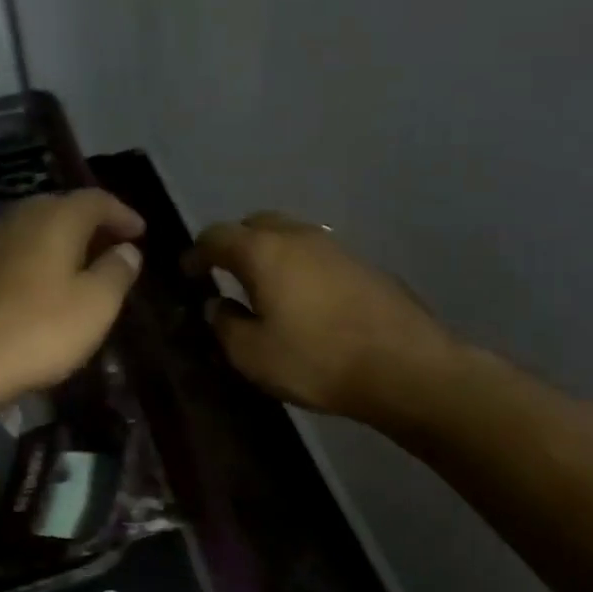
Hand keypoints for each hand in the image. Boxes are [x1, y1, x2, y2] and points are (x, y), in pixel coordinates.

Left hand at [0, 189, 145, 414]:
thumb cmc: (36, 331)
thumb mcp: (94, 306)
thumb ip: (116, 273)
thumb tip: (127, 250)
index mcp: (54, 218)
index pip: (96, 200)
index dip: (122, 214)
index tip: (140, 232)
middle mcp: (16, 218)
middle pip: (59, 209)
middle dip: (88, 225)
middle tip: (110, 248)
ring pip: (29, 231)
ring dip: (56, 244)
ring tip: (75, 269)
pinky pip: (7, 255)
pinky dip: (30, 262)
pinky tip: (33, 290)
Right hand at [184, 212, 451, 420]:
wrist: (404, 366)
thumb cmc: (317, 360)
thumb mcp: (253, 354)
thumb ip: (226, 324)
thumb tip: (217, 305)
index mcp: (264, 251)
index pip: (217, 236)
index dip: (197, 252)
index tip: (188, 271)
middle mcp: (299, 236)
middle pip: (256, 225)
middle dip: (236, 244)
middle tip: (225, 272)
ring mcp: (336, 246)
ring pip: (290, 236)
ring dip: (271, 253)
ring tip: (264, 285)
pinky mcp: (363, 263)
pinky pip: (316, 254)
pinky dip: (299, 266)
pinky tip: (303, 297)